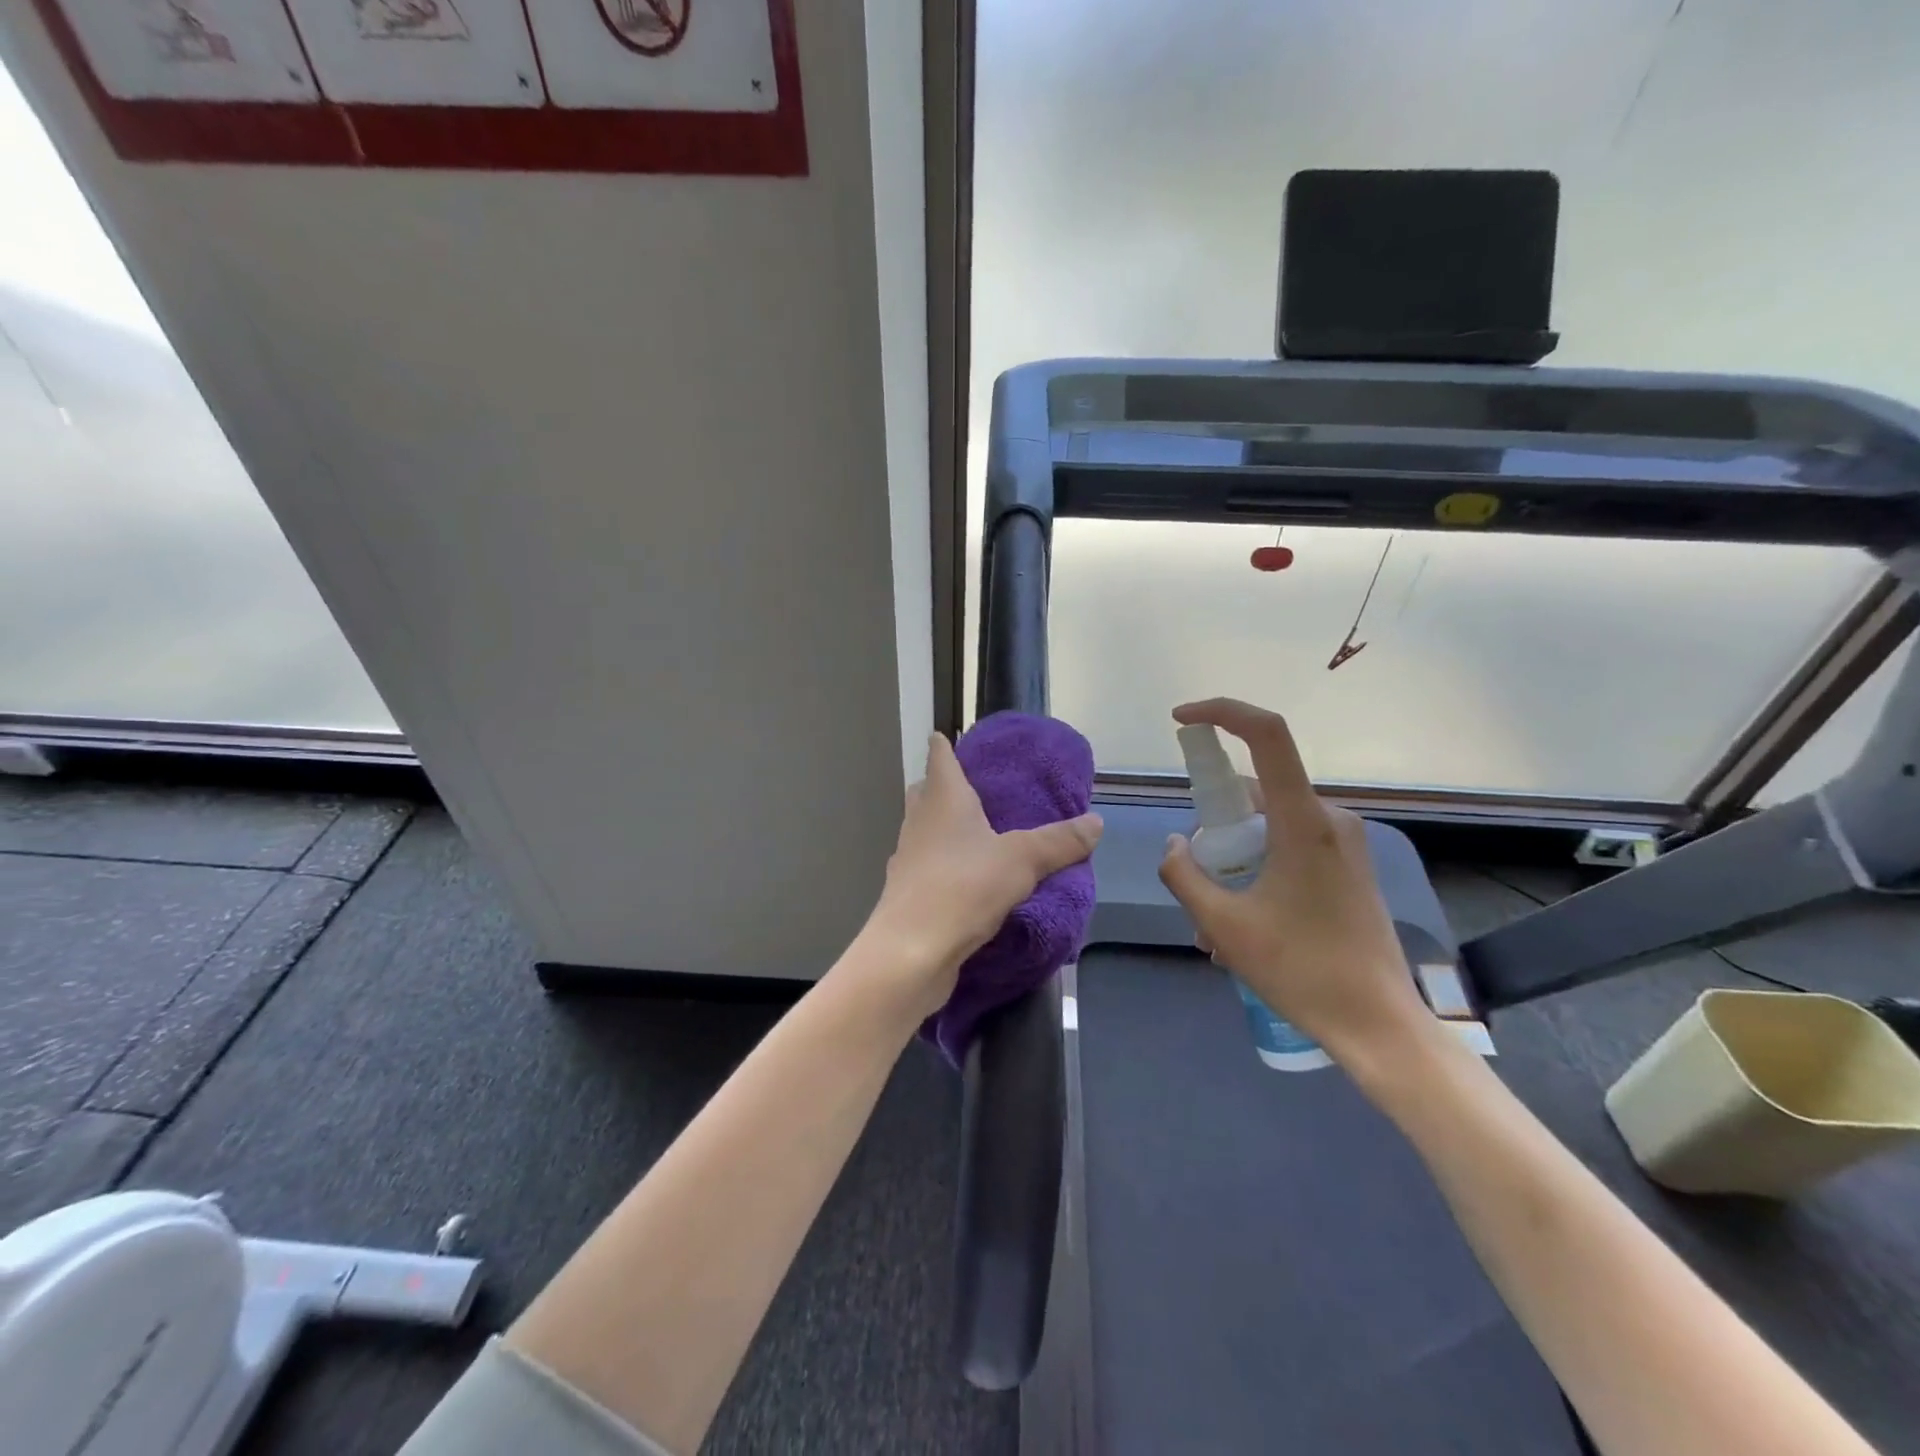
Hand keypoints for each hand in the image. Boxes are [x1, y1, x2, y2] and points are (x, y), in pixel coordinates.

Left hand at [862, 733, 1102, 1016]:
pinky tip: (966, 881)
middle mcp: (919, 822)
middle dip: (942, 786)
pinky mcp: (906, 893)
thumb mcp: (1022, 860)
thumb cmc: (963, 887)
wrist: (911, 951)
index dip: (944, 745)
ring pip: (923, 831)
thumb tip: (1096, 822)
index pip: (939, 757)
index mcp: (943, 799)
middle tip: (972, 789)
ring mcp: (907, 859)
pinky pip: (926, 867)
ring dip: (942, 828)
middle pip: (925, 792)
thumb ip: (1059, 841)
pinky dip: (942, 865)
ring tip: (975, 836)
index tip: (947, 736)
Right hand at [1156, 699, 1430, 1058]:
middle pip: (1256, 792)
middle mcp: (1329, 819)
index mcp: (1303, 821)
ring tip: (1216, 926)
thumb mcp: (1222, 925)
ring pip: (1269, 826)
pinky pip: (1289, 847)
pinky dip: (1257, 870)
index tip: (1182, 720)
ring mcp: (1344, 843)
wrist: (1379, 1025)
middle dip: (1215, 827)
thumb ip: (1183, 874)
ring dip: (1234, 860)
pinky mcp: (1349, 866)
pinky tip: (1245, 927)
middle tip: (1197, 882)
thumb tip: (1176, 844)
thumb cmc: (1301, 970)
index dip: (1221, 712)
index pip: (1266, 735)